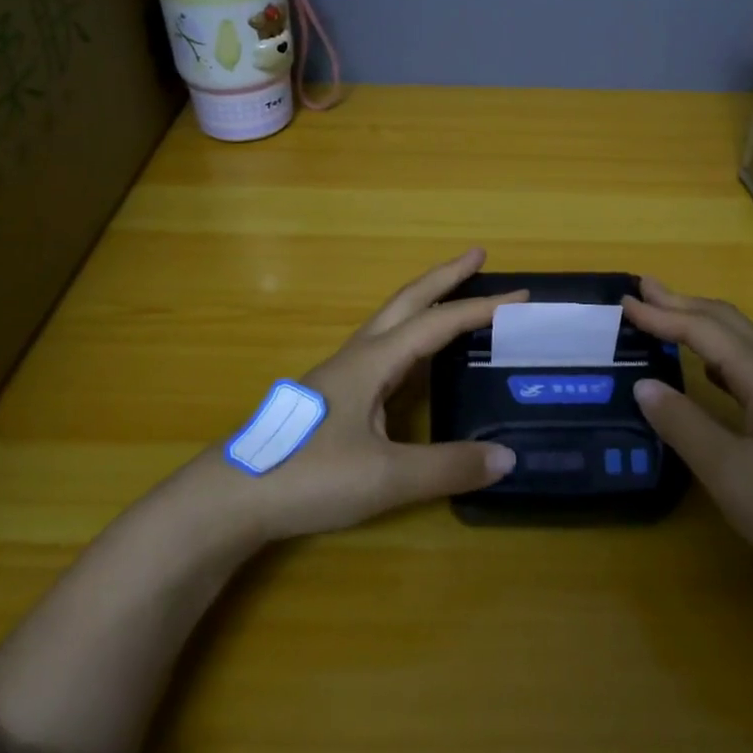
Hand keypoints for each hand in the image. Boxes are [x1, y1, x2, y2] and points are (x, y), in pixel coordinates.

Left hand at [203, 248, 521, 542]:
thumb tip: (507, 457)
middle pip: (407, 301)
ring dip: (425, 303)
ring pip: (391, 322)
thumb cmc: (308, 476)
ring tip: (454, 300)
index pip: (437, 323)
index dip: (481, 309)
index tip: (520, 297)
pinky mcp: (332, 396)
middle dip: (445, 276)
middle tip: (478, 255)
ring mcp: (341, 374)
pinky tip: (414, 362)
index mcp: (373, 361)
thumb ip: (447, 466)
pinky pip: (382, 349)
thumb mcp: (386, 477)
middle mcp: (358, 356)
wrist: (231, 498)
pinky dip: (410, 337)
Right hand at [624, 279, 752, 593]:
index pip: (703, 329)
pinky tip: (714, 377)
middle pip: (728, 324)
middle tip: (645, 289)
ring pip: (744, 347)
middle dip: (684, 304)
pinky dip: (722, 359)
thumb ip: (683, 424)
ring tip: (671, 322)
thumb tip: (643, 384)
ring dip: (704, 327)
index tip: (623, 300)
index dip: (661, 314)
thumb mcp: (730, 471)